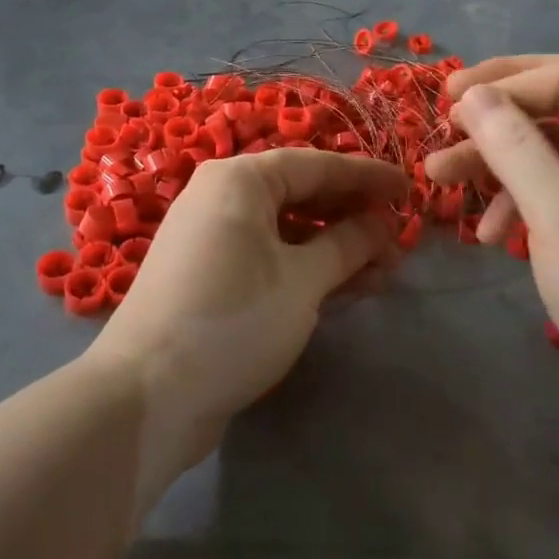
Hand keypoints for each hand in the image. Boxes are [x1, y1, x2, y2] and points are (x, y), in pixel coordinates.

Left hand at [86, 148, 407, 482]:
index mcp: (239, 180)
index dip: (367, 177)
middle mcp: (221, 197)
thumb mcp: (303, 280)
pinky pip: (268, 256)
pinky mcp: (209, 275)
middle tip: (398, 239)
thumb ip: (348, 244)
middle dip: (352, 216)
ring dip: (335, 248)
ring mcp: (211, 238)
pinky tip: (346, 288)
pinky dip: (306, 267)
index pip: (317, 164)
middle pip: (301, 194)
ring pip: (287, 229)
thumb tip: (383, 222)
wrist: (148, 394)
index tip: (410, 191)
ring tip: (384, 271)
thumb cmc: (233, 320)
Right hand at [423, 55, 558, 430]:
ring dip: (499, 163)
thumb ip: (513, 146)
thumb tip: (471, 95)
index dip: (502, 84)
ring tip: (441, 181)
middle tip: (441, 132)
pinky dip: (523, 198)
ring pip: (554, 146)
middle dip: (496, 122)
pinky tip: (492, 233)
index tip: (444, 100)